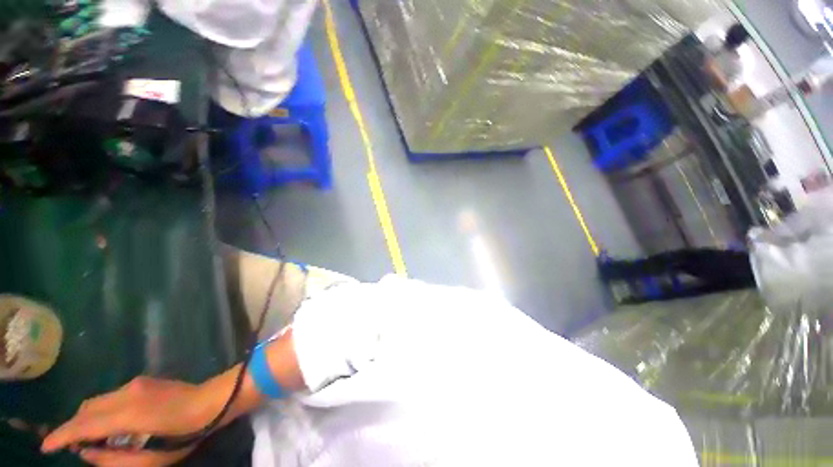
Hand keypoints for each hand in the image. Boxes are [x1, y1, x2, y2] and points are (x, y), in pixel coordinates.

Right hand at [42, 377, 218, 465]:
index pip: (85, 424)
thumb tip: (86, 453)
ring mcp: (135, 384)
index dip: (62, 435)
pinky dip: (99, 410)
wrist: (213, 400)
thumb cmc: (185, 434)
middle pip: (87, 410)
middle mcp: (127, 393)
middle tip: (68, 447)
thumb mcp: (150, 459)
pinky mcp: (142, 381)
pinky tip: (106, 425)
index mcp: (129, 414)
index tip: (46, 447)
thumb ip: (114, 459)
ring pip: (96, 401)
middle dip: (72, 427)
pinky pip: (109, 397)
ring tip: (87, 439)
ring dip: (86, 418)